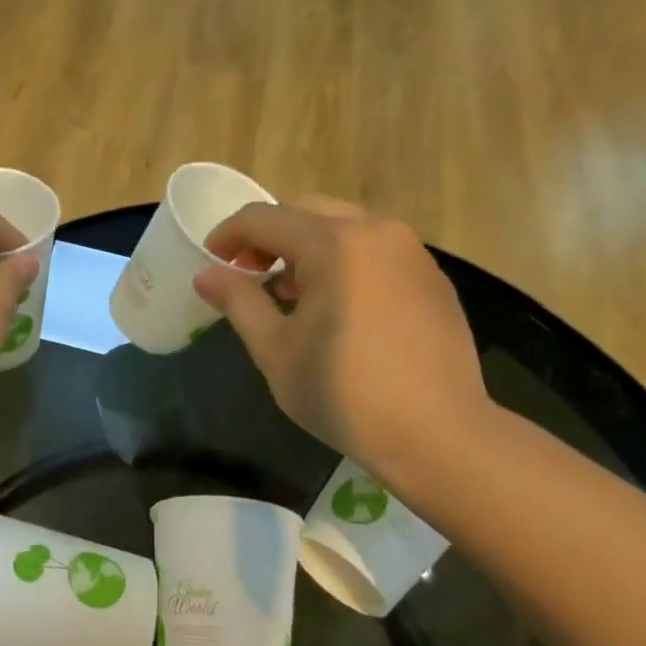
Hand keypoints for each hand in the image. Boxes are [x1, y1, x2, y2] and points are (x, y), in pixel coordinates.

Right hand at [194, 198, 490, 486]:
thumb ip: (238, 302)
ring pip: (341, 226)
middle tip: (249, 277)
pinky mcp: (430, 276)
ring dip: (305, 248)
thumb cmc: (343, 393)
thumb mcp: (275, 349)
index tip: (211, 263)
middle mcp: (375, 231)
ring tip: (292, 296)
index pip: (262, 219)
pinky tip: (337, 307)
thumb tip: (206, 275)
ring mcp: (410, 251)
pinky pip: (373, 249)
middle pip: (303, 212)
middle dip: (267, 238)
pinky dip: (342, 261)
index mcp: (332, 244)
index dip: (227, 235)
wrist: (438, 434)